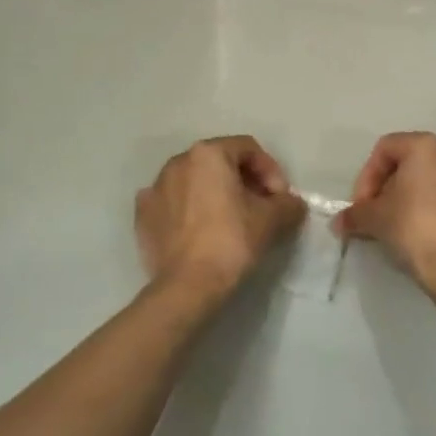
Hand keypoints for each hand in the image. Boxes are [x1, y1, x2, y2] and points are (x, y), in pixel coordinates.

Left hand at [135, 136, 304, 309]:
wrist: (187, 286)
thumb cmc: (232, 241)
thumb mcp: (272, 220)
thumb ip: (288, 203)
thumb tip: (292, 203)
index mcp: (208, 153)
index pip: (249, 149)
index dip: (271, 171)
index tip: (280, 198)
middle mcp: (177, 162)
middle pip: (220, 162)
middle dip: (243, 181)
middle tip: (260, 207)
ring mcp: (155, 188)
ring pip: (194, 181)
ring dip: (215, 194)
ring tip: (230, 221)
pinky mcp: (142, 215)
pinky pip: (173, 203)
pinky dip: (189, 210)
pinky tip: (200, 232)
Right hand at [335, 132, 435, 290]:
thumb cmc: (413, 227)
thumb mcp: (374, 219)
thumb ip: (354, 215)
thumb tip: (339, 222)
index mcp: (425, 146)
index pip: (384, 149)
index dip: (366, 177)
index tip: (361, 206)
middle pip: (408, 163)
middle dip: (386, 188)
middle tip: (374, 215)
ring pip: (429, 180)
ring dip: (407, 199)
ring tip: (395, 227)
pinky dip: (429, 209)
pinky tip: (419, 234)